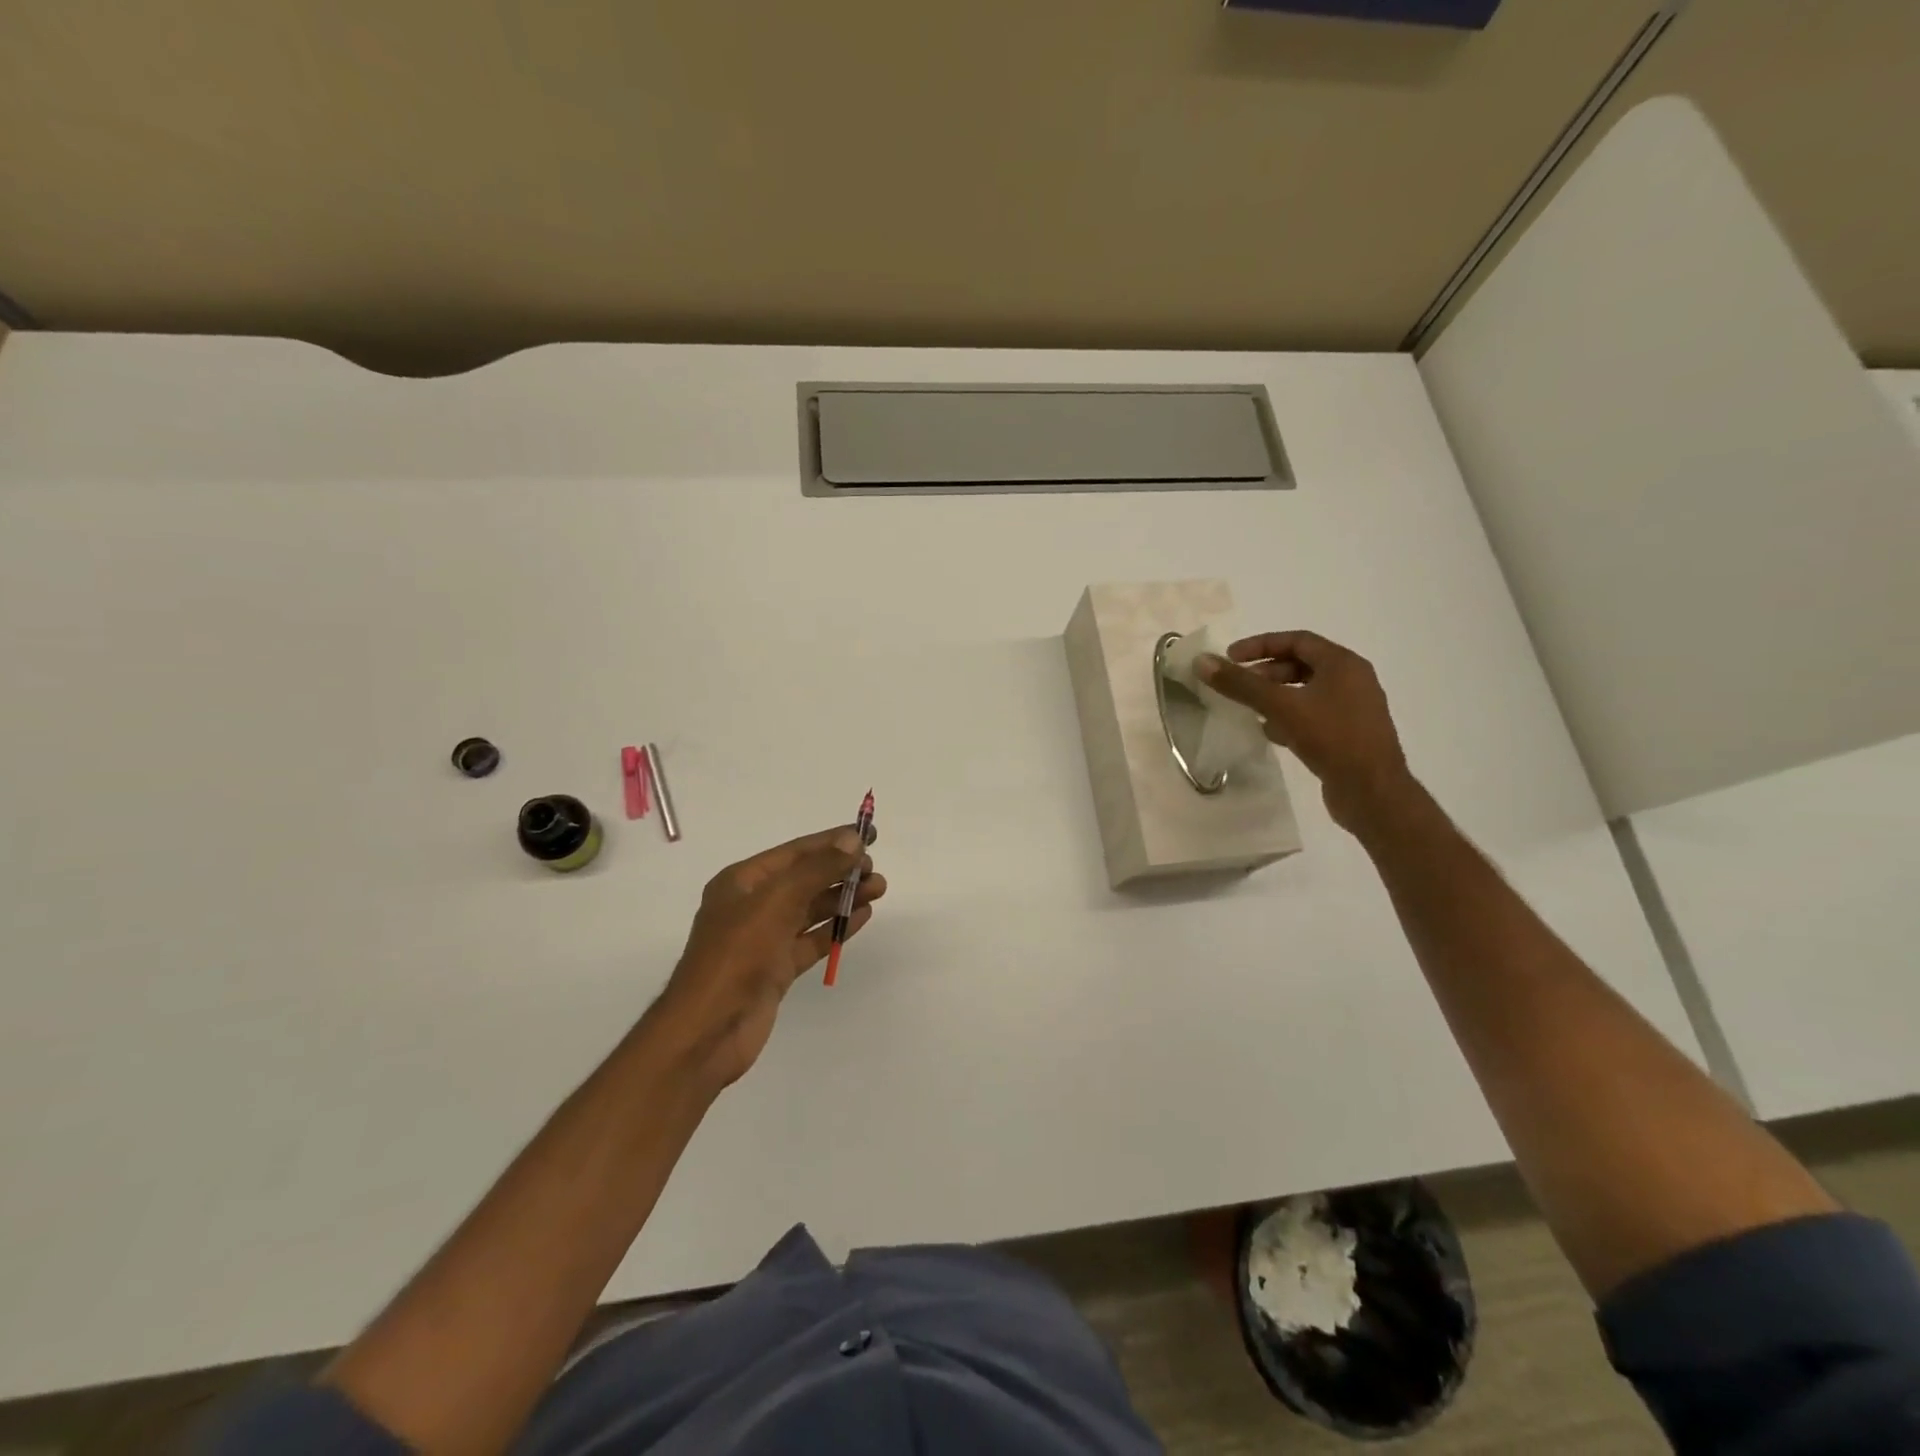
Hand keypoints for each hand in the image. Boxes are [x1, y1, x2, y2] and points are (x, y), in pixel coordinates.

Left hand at [652, 826, 885, 1089]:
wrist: (708, 1031)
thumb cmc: (737, 955)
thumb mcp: (778, 901)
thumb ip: (818, 869)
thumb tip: (853, 840)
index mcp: (742, 881)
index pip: (796, 852)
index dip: (832, 841)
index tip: (869, 835)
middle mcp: (752, 905)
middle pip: (805, 879)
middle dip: (841, 871)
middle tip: (875, 870)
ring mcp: (764, 939)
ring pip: (811, 909)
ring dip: (843, 898)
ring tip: (878, 890)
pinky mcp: (776, 969)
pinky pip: (811, 939)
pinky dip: (836, 927)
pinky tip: (862, 917)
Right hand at [1197, 630, 1414, 835]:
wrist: (1372, 792)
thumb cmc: (1331, 738)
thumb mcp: (1280, 706)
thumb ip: (1240, 684)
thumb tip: (1202, 661)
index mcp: (1343, 664)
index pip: (1297, 640)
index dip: (1260, 645)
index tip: (1230, 657)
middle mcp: (1353, 680)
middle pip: (1302, 664)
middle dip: (1266, 672)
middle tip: (1239, 685)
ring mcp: (1353, 709)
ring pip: (1306, 691)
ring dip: (1276, 695)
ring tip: (1249, 708)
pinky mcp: (1349, 734)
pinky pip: (1313, 715)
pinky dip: (1289, 716)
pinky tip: (1270, 732)